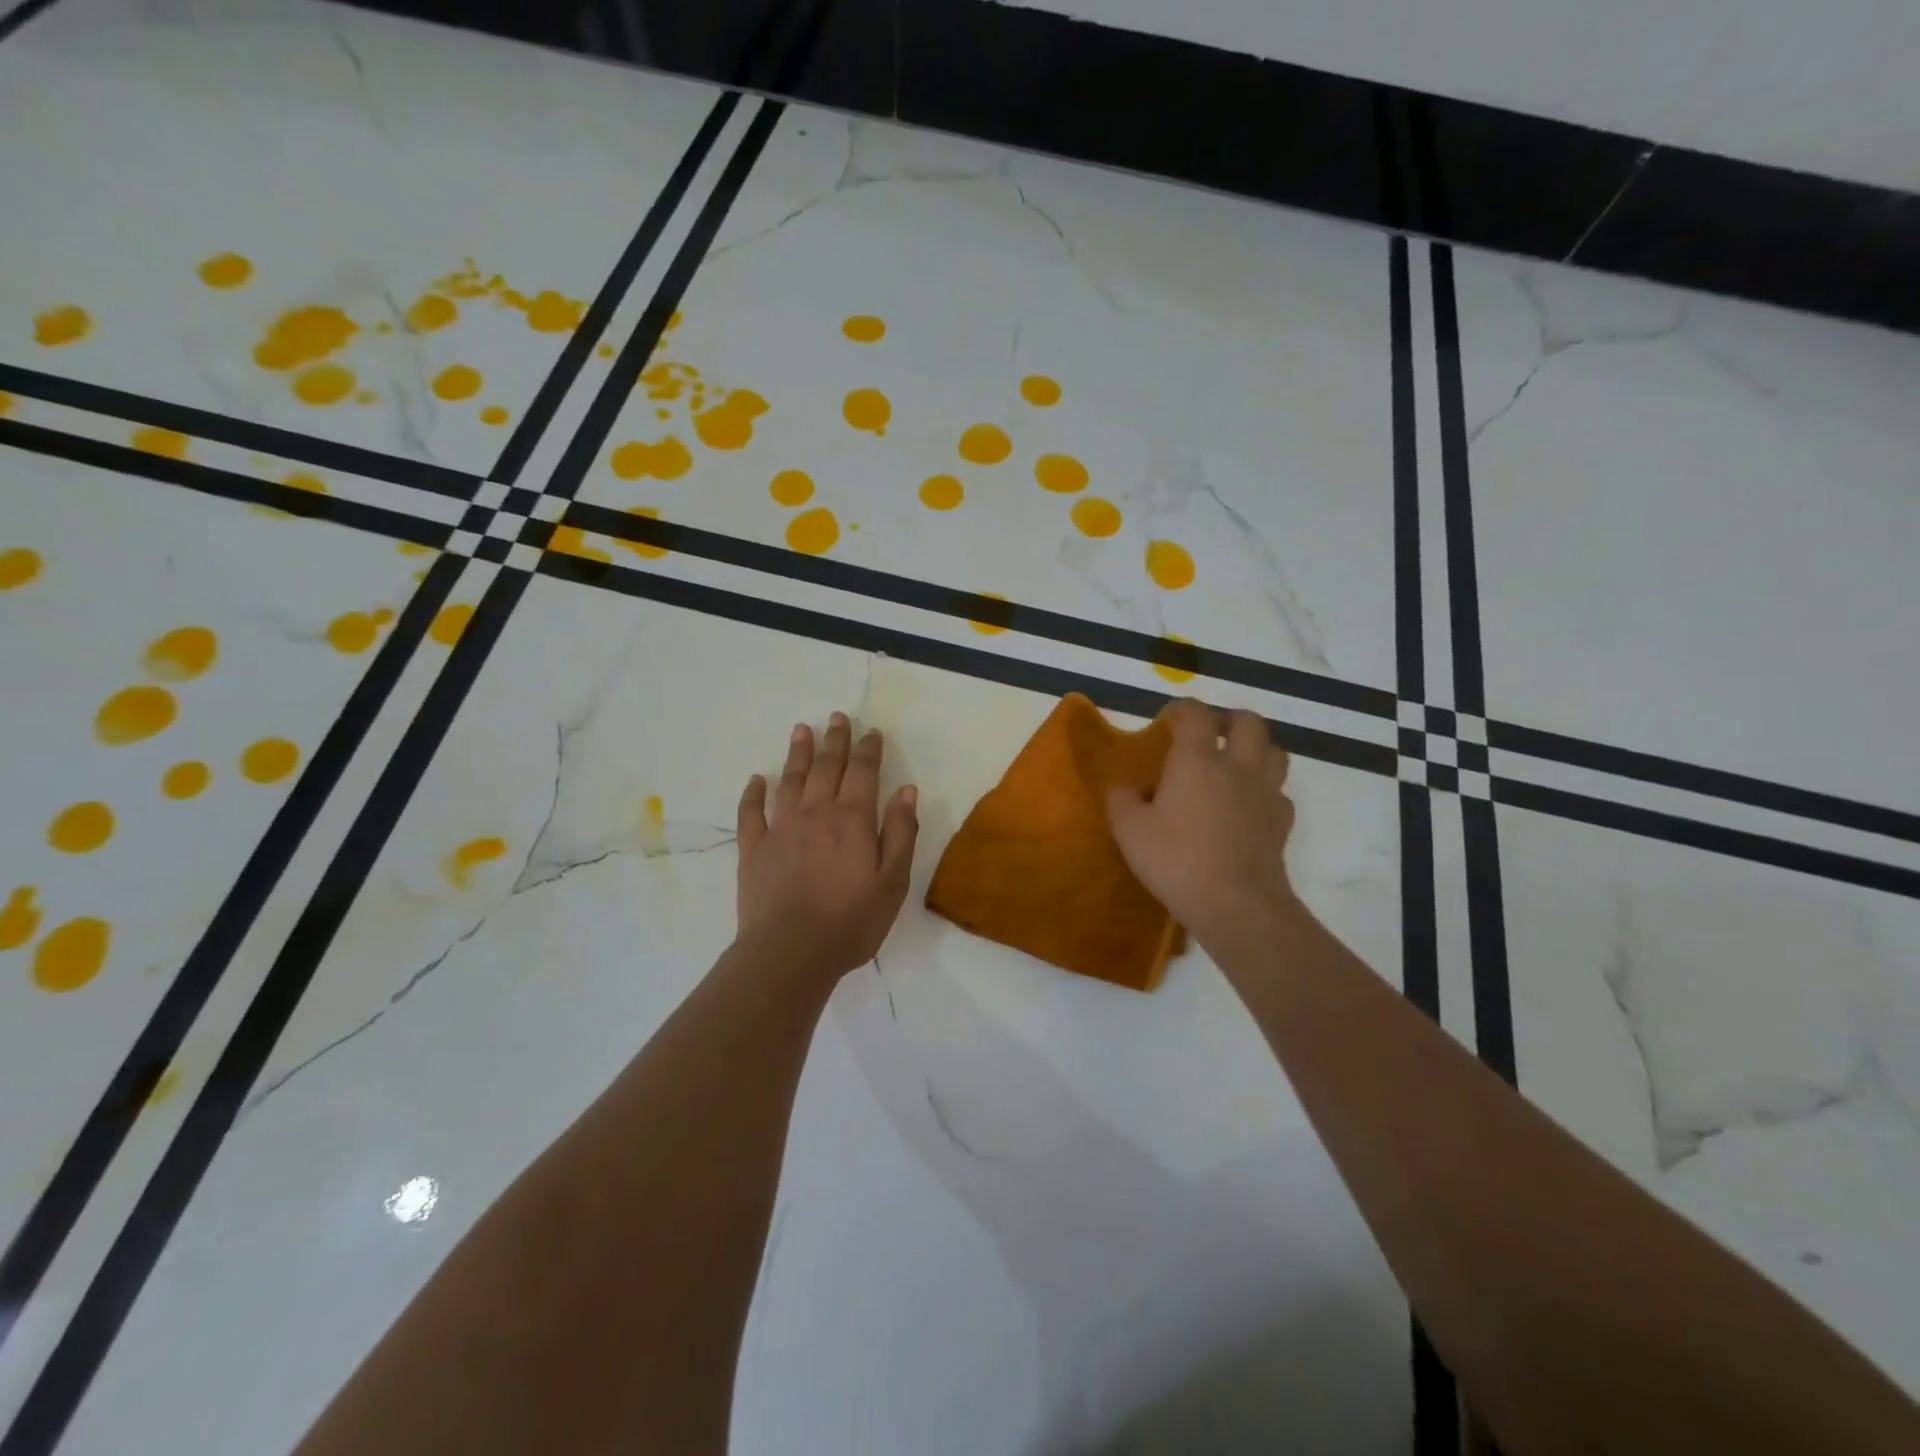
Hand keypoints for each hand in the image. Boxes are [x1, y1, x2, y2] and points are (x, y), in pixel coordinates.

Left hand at [736, 712, 919, 980]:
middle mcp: (816, 813)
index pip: (863, 772)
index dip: (869, 749)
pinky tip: (756, 780)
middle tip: (837, 717)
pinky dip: (753, 793)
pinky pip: (751, 812)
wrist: (790, 952)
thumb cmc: (851, 921)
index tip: (871, 731)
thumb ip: (901, 832)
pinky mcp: (754, 849)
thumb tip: (907, 790)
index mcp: (852, 819)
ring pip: (790, 781)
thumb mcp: (892, 881)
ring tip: (801, 730)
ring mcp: (781, 828)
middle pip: (826, 767)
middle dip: (834, 740)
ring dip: (797, 754)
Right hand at [1108, 700, 1296, 945]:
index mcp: (1196, 761)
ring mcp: (1265, 793)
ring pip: (1274, 751)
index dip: (1182, 709)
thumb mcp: (1130, 831)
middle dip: (1229, 719)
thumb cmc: (1176, 861)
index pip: (1195, 715)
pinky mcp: (1282, 822)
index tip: (1170, 717)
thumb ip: (1122, 801)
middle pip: (1248, 722)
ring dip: (1256, 748)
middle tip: (1210, 733)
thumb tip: (1126, 788)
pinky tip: (1249, 806)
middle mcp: (1237, 767)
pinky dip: (1265, 790)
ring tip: (1236, 762)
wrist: (1236, 904)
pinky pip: (1279, 792)